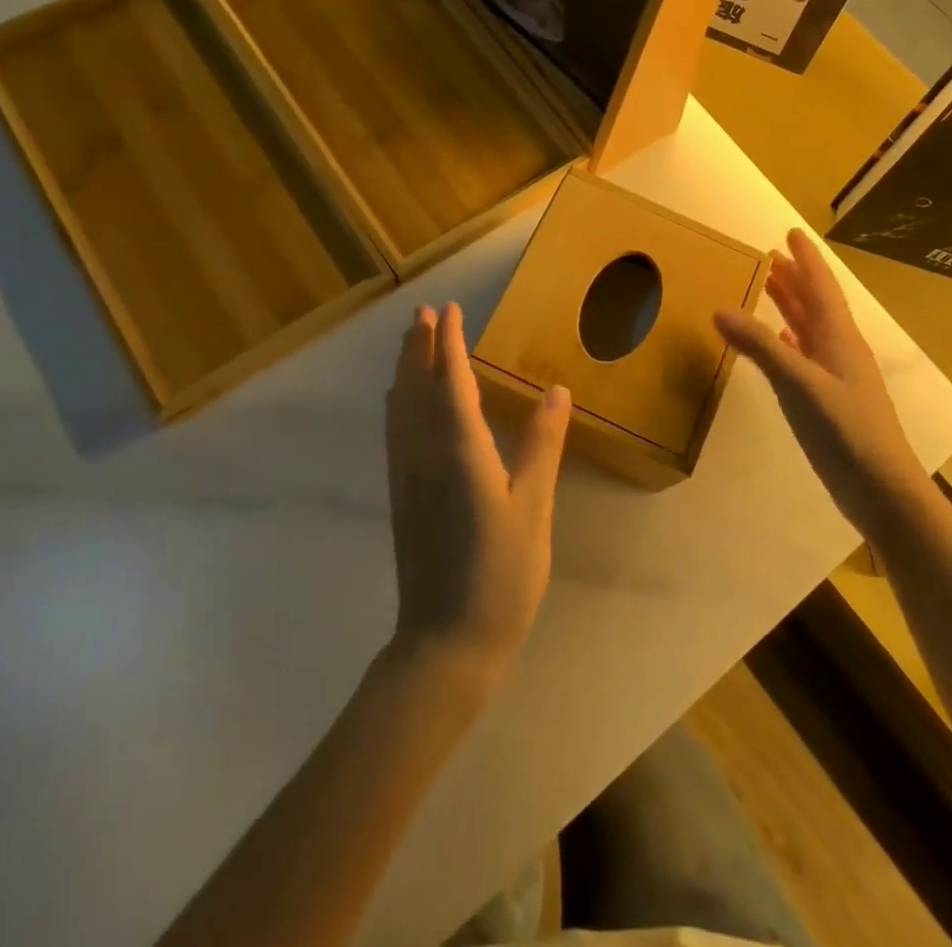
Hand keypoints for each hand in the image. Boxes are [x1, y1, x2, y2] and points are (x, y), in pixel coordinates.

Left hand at [384, 302, 571, 673]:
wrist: (446, 642)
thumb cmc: (500, 574)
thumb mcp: (533, 507)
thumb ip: (541, 445)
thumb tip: (556, 390)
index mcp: (460, 449)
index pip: (451, 380)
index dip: (450, 342)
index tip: (450, 309)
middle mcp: (424, 453)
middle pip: (417, 386)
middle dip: (420, 346)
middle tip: (423, 313)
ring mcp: (407, 475)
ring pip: (400, 407)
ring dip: (405, 369)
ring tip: (411, 342)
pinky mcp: (401, 496)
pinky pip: (395, 431)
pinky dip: (398, 403)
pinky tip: (400, 403)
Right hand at [715, 229, 925, 547]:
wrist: (882, 490)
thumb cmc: (845, 431)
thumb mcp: (798, 384)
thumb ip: (760, 347)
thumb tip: (720, 309)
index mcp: (838, 337)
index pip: (821, 286)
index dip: (806, 259)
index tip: (790, 232)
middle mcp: (840, 350)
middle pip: (815, 304)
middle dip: (794, 278)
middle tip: (770, 257)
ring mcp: (837, 377)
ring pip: (811, 329)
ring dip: (791, 307)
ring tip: (768, 289)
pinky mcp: (830, 401)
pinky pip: (806, 356)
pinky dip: (790, 341)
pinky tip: (780, 343)